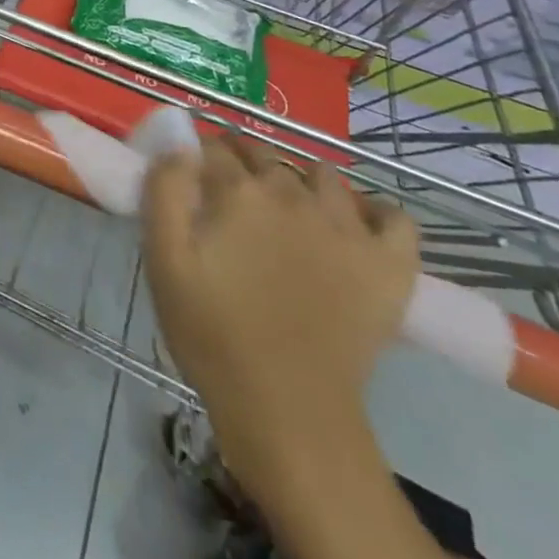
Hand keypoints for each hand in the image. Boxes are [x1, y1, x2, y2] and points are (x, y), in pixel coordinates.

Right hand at [142, 136, 419, 491]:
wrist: (288, 411)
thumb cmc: (212, 333)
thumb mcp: (164, 260)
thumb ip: (165, 191)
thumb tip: (180, 147)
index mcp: (239, 192)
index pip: (212, 148)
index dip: (196, 156)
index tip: (189, 177)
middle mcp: (294, 195)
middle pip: (264, 154)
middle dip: (241, 162)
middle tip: (228, 194)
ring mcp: (348, 227)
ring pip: (322, 176)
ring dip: (300, 179)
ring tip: (286, 209)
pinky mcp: (389, 264)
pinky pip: (394, 217)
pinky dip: (375, 212)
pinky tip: (355, 225)